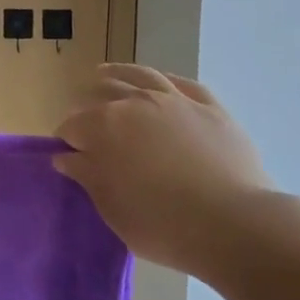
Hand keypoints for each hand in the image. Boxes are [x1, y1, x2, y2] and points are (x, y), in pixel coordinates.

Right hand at [55, 65, 272, 275]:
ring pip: (140, 75)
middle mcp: (135, 102)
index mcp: (104, 126)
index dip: (66, 140)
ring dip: (118, 74)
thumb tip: (66, 156)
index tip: (68, 156)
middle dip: (87, 105)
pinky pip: (183, 83)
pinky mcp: (210, 107)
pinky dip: (165, 80)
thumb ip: (86, 176)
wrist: (233, 224)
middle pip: (101, 93)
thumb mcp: (112, 208)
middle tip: (87, 123)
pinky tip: (160, 83)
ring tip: (106, 75)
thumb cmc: (161, 224)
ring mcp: (175, 100)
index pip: (72, 126)